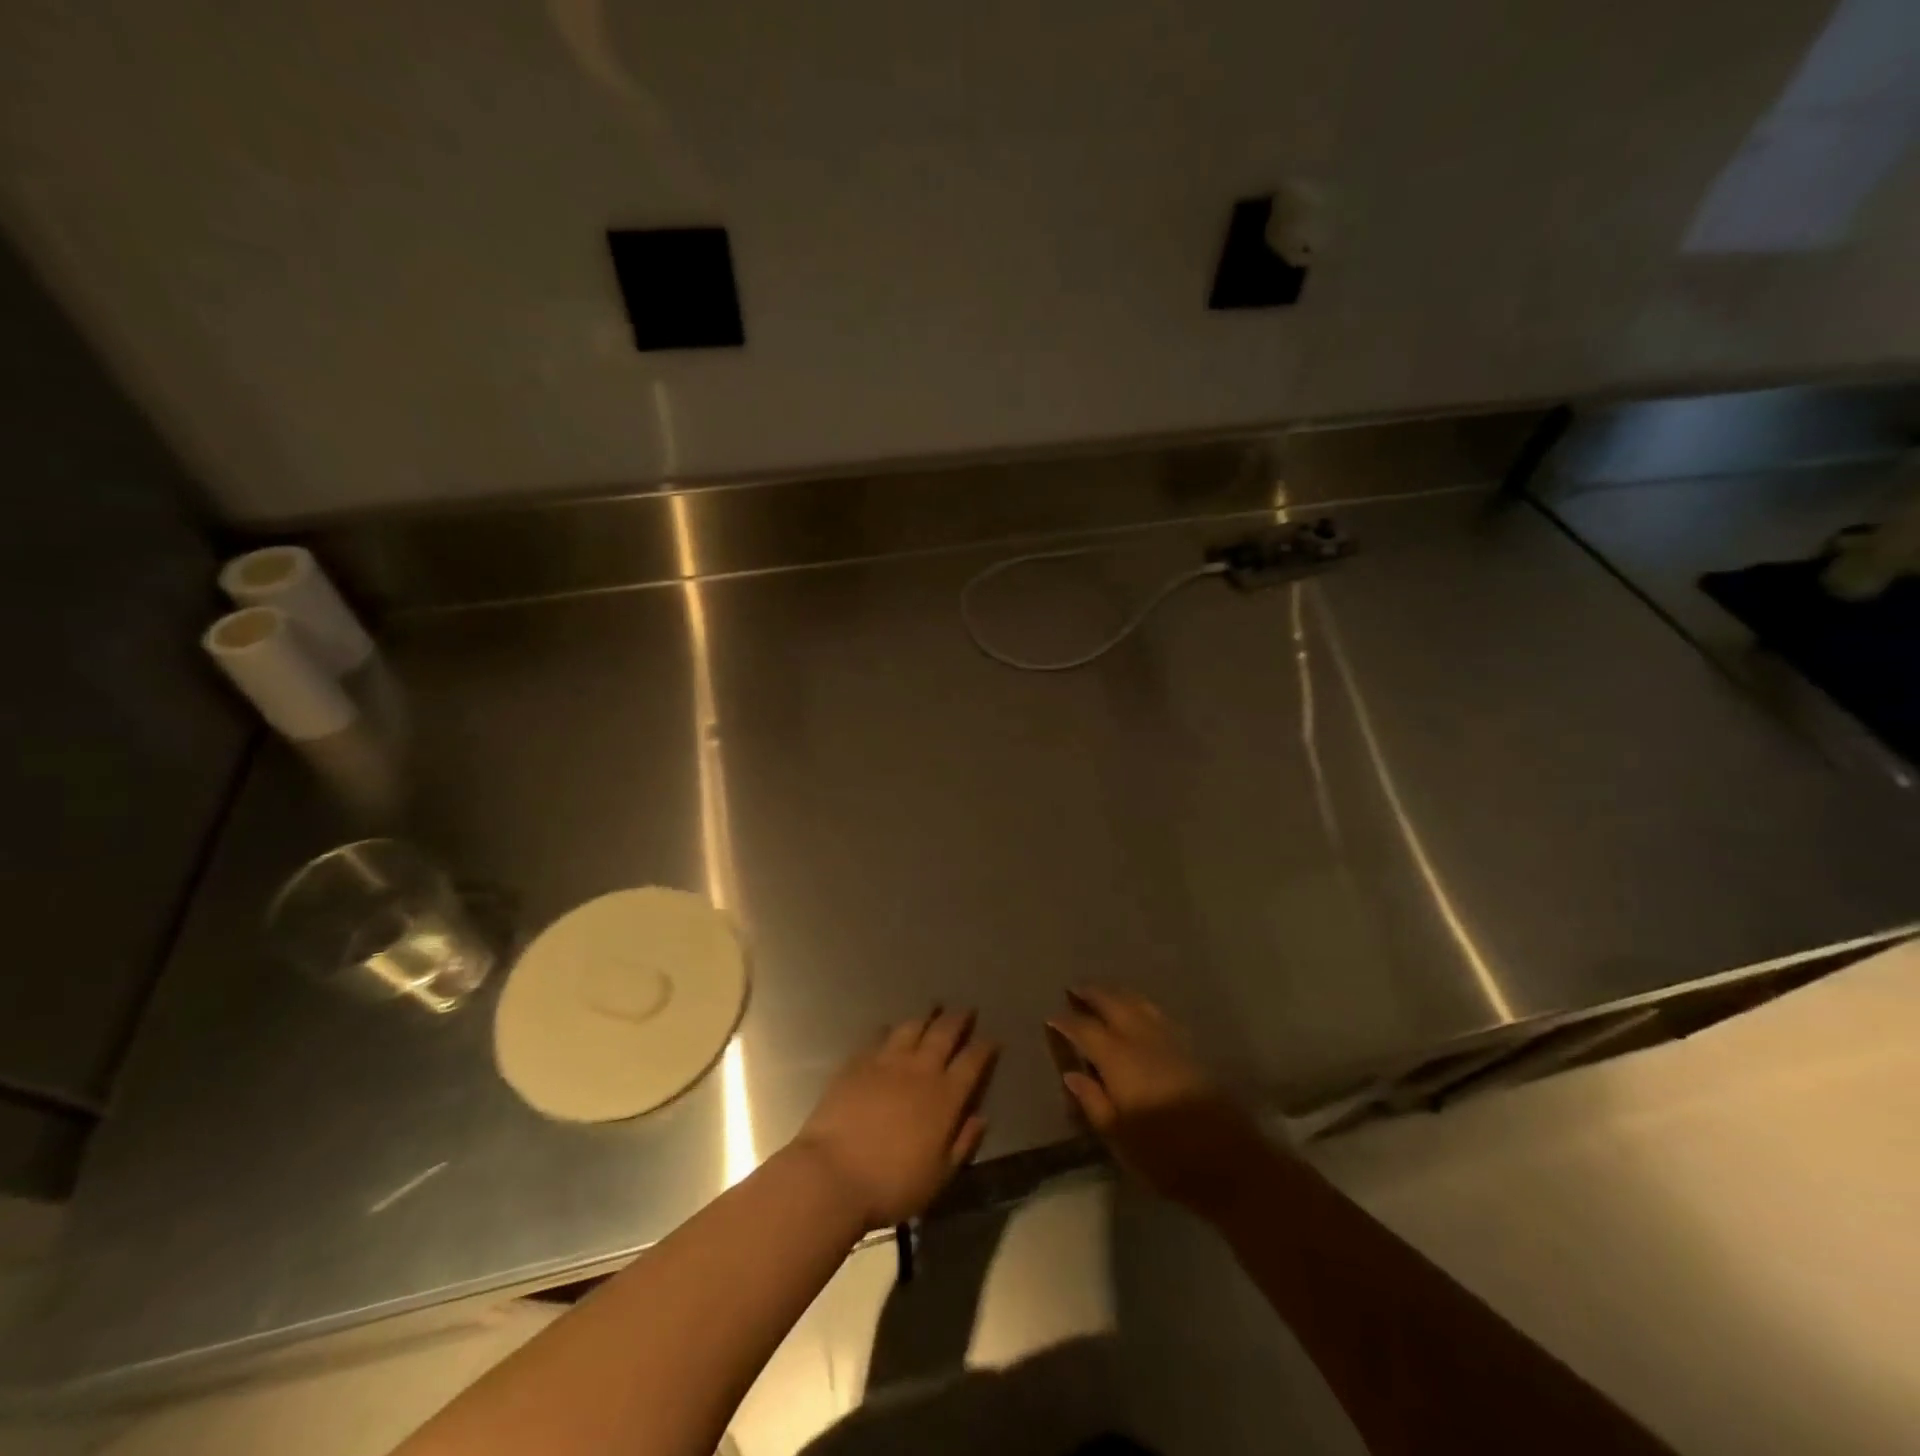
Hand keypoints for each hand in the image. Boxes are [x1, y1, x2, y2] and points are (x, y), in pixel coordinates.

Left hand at [791, 1007, 997, 1231]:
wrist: (833, 1174)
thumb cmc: (892, 1184)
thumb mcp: (939, 1176)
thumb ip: (963, 1143)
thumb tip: (980, 1117)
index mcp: (945, 1097)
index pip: (972, 1062)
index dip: (984, 1048)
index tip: (992, 1039)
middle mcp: (920, 1070)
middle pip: (944, 1034)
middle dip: (958, 1020)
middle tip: (966, 1010)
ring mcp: (886, 1062)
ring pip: (912, 1028)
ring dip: (926, 1017)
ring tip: (933, 1009)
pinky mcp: (857, 1062)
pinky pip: (878, 1037)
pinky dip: (889, 1030)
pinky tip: (889, 1029)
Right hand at [1048, 986, 1268, 1216]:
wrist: (1231, 1161)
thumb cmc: (1167, 1157)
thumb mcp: (1120, 1139)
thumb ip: (1094, 1102)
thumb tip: (1072, 1073)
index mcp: (1119, 1060)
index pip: (1086, 1031)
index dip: (1067, 1022)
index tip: (1051, 1017)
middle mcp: (1142, 1041)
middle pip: (1113, 1005)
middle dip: (1092, 994)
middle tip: (1074, 989)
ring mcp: (1170, 1041)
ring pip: (1138, 1004)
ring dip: (1117, 994)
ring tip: (1103, 992)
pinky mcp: (1190, 1049)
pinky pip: (1157, 1013)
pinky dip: (1141, 1004)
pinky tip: (1140, 1011)